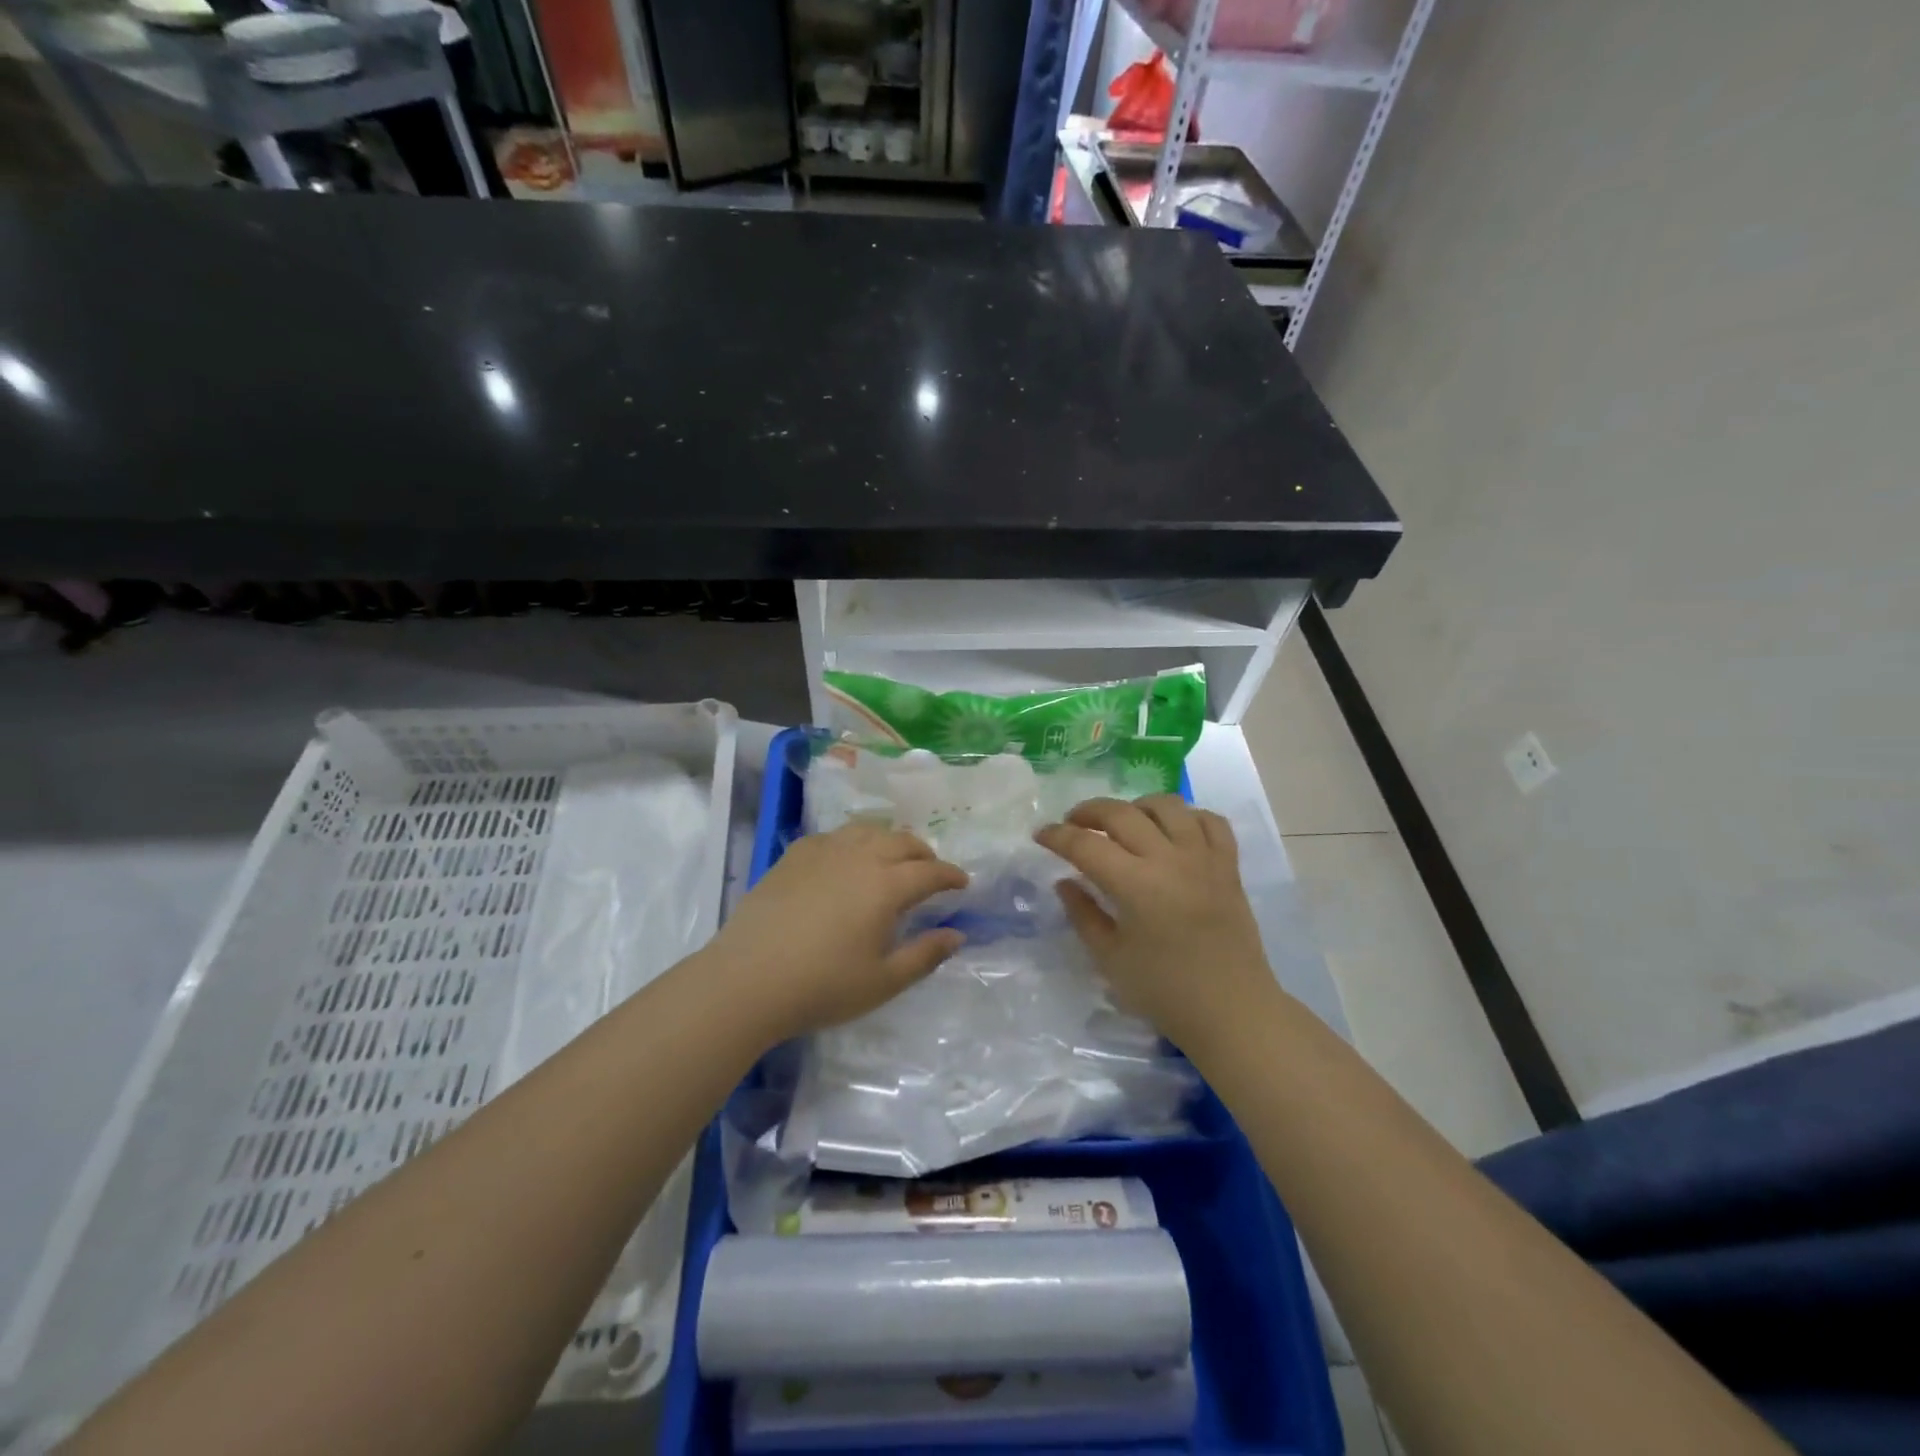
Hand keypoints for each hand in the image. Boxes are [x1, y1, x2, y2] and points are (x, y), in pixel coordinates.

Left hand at [706, 823, 967, 1042]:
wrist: (747, 979)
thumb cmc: (822, 986)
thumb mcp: (883, 981)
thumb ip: (925, 955)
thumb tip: (957, 935)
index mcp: (886, 885)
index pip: (930, 871)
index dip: (951, 875)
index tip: (963, 883)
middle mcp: (859, 857)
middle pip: (901, 841)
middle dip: (923, 854)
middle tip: (931, 871)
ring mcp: (823, 851)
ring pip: (868, 831)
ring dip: (889, 841)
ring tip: (892, 859)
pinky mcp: (794, 855)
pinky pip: (834, 836)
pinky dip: (853, 842)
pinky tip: (846, 860)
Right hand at [1035, 796, 1278, 1053]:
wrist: (1232, 1011)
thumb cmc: (1165, 991)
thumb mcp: (1110, 959)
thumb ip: (1083, 914)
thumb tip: (1065, 882)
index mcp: (1136, 885)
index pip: (1086, 845)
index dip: (1057, 836)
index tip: (1041, 835)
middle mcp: (1170, 860)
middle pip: (1121, 813)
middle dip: (1088, 811)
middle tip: (1072, 824)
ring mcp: (1204, 858)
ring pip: (1167, 806)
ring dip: (1136, 807)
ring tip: (1122, 823)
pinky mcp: (1228, 865)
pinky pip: (1210, 821)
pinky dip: (1187, 816)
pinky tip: (1172, 831)